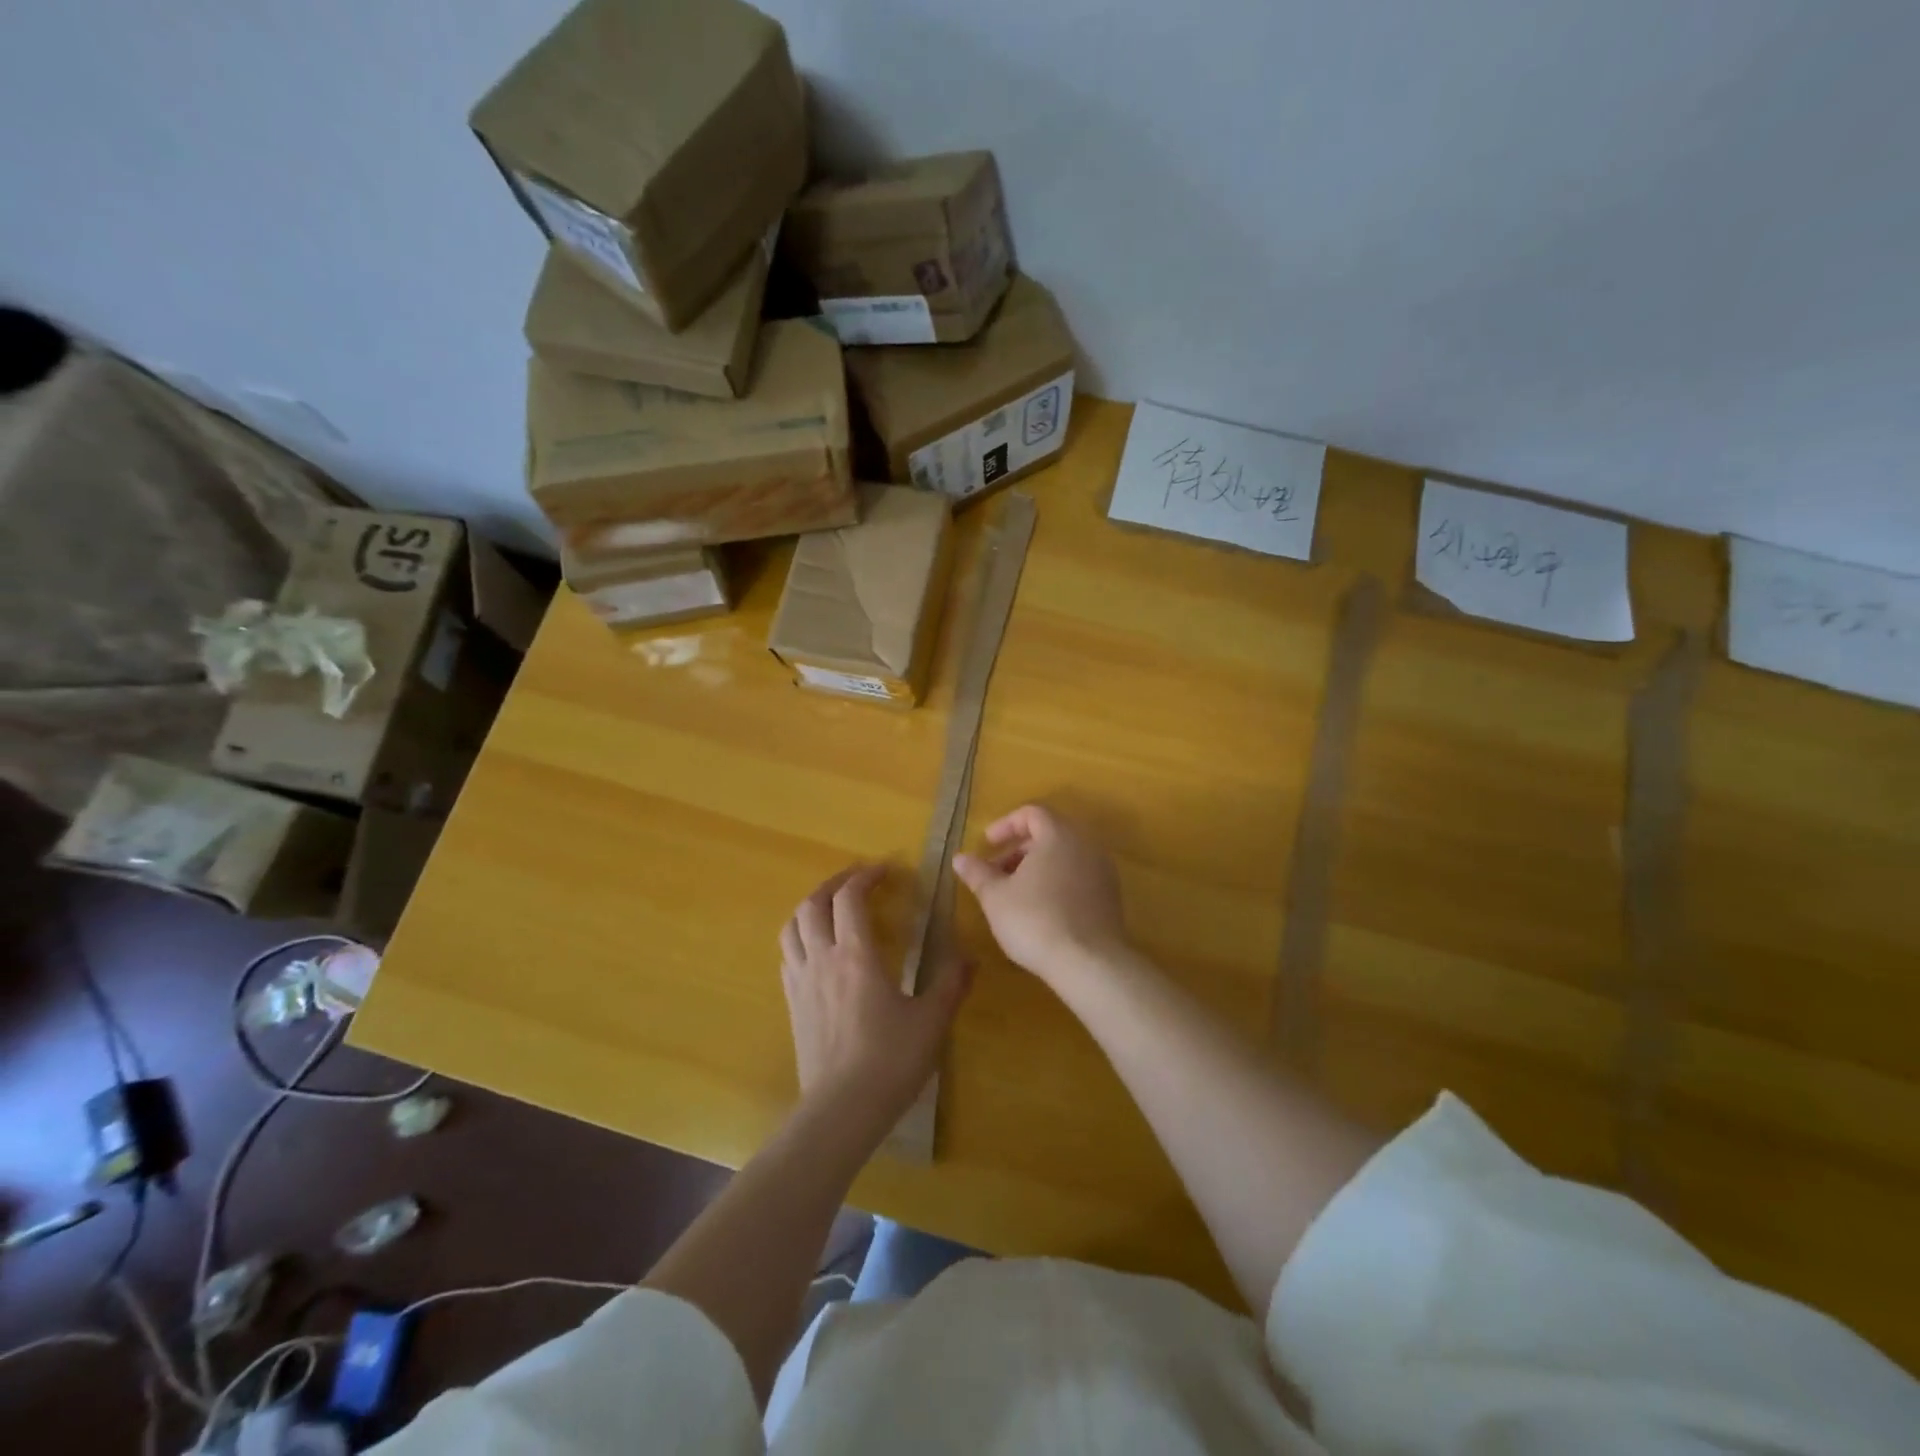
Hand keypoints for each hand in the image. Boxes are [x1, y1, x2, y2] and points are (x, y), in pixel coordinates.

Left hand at [779, 865, 972, 1124]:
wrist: (841, 1110)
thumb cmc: (890, 1060)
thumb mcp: (931, 1020)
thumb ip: (951, 983)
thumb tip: (970, 956)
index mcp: (856, 954)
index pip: (850, 898)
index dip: (865, 876)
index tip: (885, 870)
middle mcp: (822, 959)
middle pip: (813, 904)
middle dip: (834, 884)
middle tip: (857, 881)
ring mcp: (801, 982)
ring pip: (792, 927)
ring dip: (811, 907)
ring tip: (832, 907)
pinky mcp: (792, 1004)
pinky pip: (788, 956)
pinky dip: (801, 938)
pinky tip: (818, 950)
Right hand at [952, 805, 1128, 983]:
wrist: (1089, 963)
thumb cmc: (1035, 920)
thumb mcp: (995, 897)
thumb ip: (977, 873)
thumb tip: (960, 858)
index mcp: (1058, 835)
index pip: (1032, 813)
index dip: (1005, 825)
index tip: (987, 845)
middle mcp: (1085, 844)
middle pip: (1049, 833)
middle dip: (1019, 849)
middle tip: (996, 872)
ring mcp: (1102, 870)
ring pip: (1065, 856)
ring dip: (1037, 867)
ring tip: (1015, 894)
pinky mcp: (1110, 896)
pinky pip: (1079, 876)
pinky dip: (1057, 882)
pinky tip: (1041, 910)